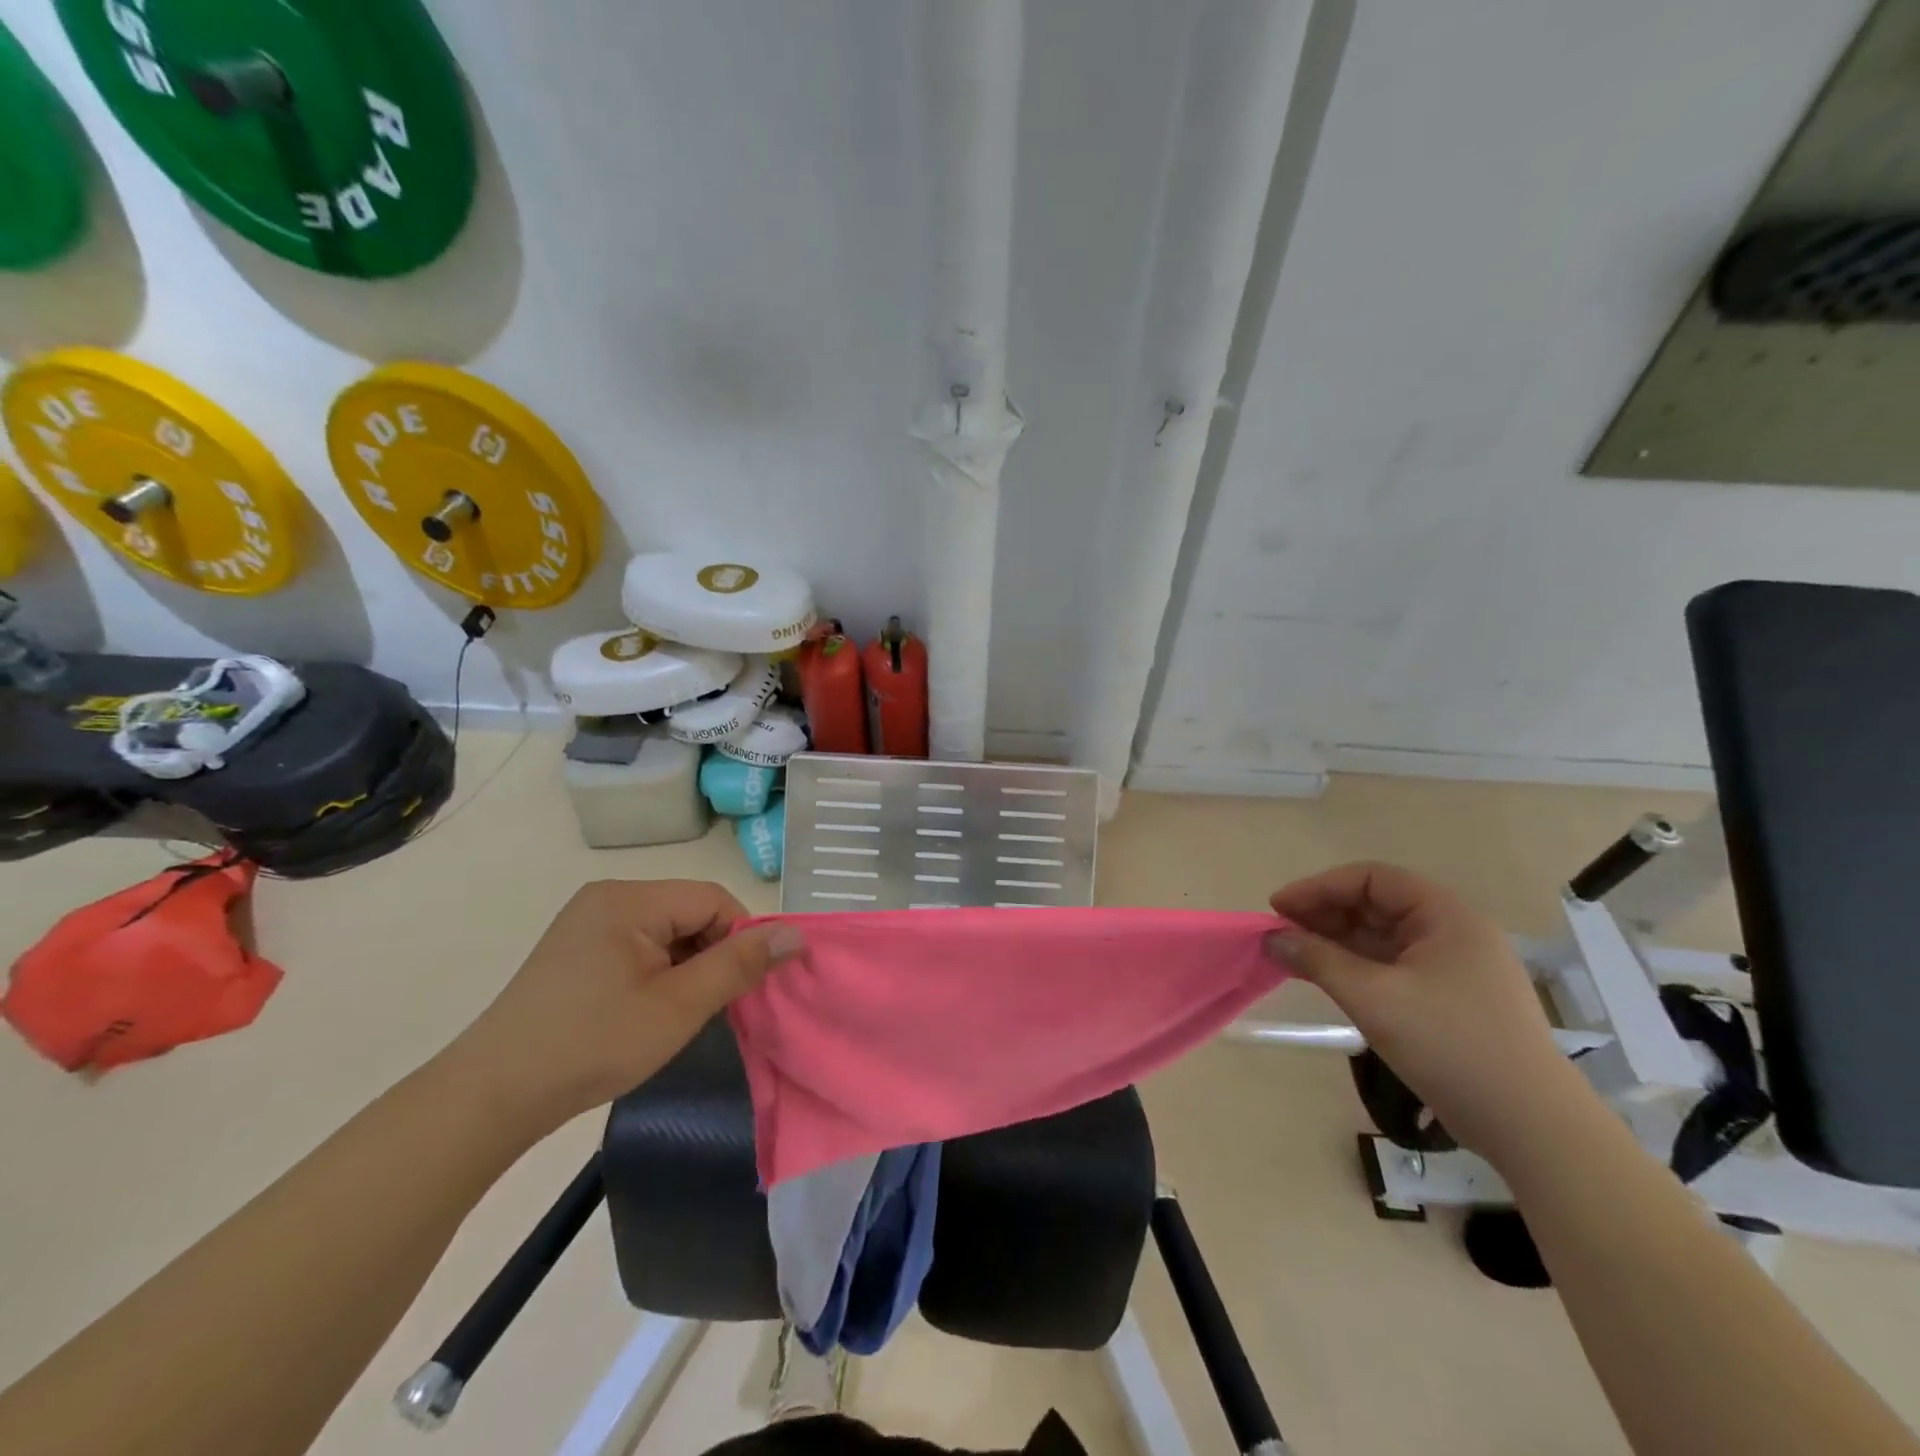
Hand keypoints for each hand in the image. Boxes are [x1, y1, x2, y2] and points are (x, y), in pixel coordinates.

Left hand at [446, 880, 803, 1138]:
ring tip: (681, 1014)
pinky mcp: (576, 950)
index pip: (713, 900)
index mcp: (630, 898)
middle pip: (690, 912)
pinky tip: (650, 1011)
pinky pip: (639, 946)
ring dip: (688, 967)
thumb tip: (796, 934)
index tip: (746, 987)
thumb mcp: (679, 1006)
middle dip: (713, 954)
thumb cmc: (593, 1045)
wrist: (491, 1097)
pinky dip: (659, 972)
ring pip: (667, 932)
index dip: (742, 938)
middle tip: (714, 1006)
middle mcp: (608, 897)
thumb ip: (740, 965)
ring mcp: (587, 923)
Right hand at [1267, 862, 1588, 1159]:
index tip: (1279, 908)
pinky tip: (1327, 978)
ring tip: (1294, 955)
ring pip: (1382, 937)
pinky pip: (1393, 966)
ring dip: (1336, 942)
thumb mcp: (1375, 998)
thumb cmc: (1452, 1046)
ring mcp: (1454, 967)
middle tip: (1281, 933)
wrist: (1532, 1128)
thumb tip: (1272, 938)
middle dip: (1325, 914)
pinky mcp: (1450, 999)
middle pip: (1376, 905)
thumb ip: (1318, 960)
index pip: (1372, 879)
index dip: (1320, 887)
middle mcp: (1452, 932)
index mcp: (1445, 916)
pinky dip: (1356, 967)